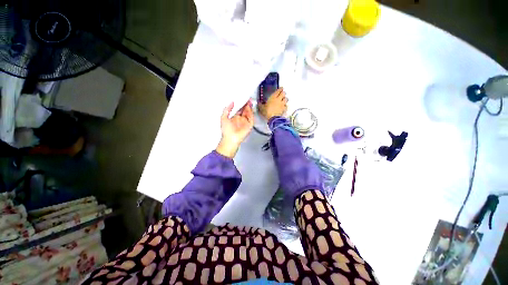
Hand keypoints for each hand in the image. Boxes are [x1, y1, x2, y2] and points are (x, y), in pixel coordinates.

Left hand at [216, 101, 253, 157]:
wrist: (230, 139)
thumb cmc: (226, 130)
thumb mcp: (223, 118)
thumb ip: (227, 109)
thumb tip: (231, 102)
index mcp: (235, 118)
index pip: (240, 110)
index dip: (241, 104)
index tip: (243, 99)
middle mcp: (241, 119)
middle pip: (245, 111)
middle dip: (247, 105)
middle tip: (248, 99)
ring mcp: (245, 122)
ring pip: (249, 114)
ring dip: (249, 108)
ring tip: (250, 102)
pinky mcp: (249, 126)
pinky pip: (251, 118)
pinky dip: (251, 113)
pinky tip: (250, 109)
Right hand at [259, 88, 287, 119]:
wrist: (273, 118)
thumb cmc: (267, 111)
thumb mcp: (261, 108)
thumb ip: (260, 105)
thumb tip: (259, 103)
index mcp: (273, 97)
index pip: (278, 91)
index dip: (280, 89)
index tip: (281, 88)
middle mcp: (279, 99)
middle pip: (284, 93)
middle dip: (283, 93)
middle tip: (282, 93)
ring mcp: (282, 104)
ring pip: (286, 99)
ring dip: (285, 99)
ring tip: (284, 99)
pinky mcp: (284, 109)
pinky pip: (286, 106)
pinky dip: (285, 106)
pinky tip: (284, 106)